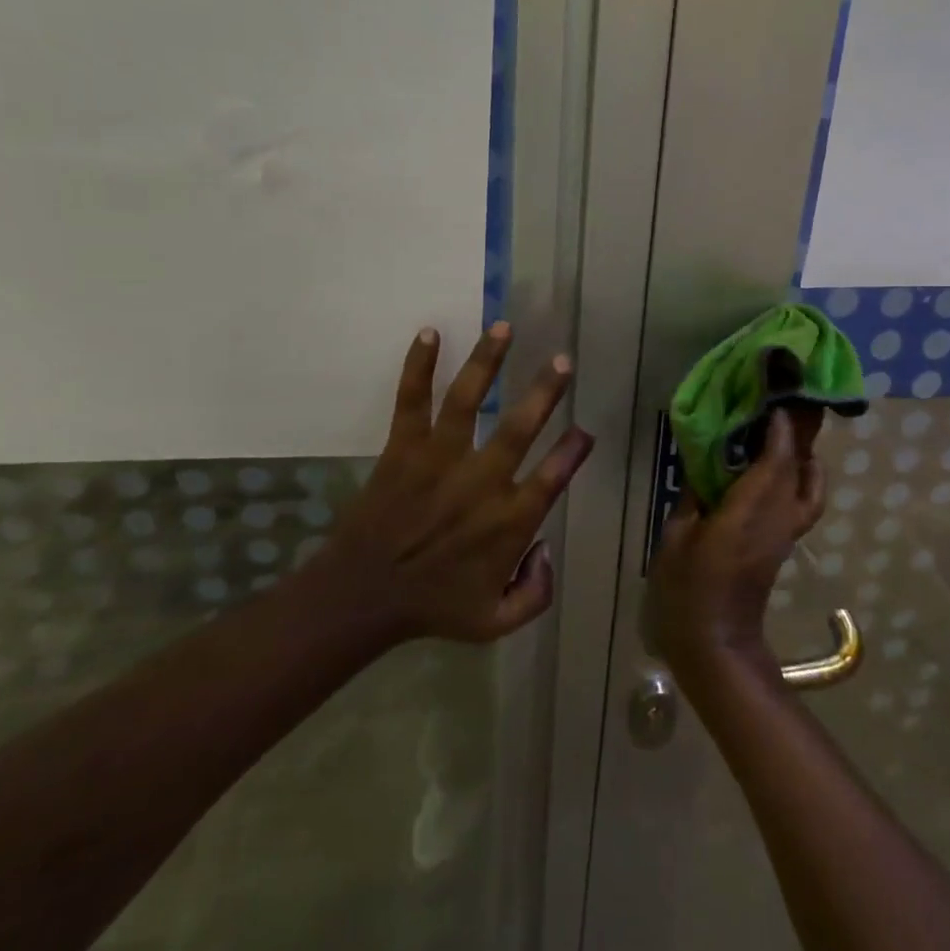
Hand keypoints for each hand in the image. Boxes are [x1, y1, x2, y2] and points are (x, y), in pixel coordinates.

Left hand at [321, 322, 593, 642]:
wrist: (363, 597)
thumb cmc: (432, 607)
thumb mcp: (496, 623)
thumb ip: (536, 594)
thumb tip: (548, 550)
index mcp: (508, 521)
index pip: (553, 476)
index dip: (574, 451)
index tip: (586, 430)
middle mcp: (481, 481)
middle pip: (521, 427)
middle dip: (545, 391)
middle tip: (562, 360)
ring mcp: (440, 458)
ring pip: (469, 399)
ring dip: (488, 360)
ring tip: (504, 327)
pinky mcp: (404, 448)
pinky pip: (413, 399)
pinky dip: (419, 365)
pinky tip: (430, 332)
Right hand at [649, 408, 826, 679]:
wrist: (716, 643)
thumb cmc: (687, 590)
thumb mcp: (677, 538)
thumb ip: (694, 498)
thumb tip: (706, 468)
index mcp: (746, 513)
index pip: (773, 462)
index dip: (778, 429)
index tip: (774, 398)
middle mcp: (775, 519)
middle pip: (798, 468)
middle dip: (800, 432)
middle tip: (792, 400)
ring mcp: (785, 533)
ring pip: (809, 485)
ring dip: (806, 454)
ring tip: (791, 429)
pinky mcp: (785, 544)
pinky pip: (804, 502)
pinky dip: (804, 478)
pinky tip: (788, 468)